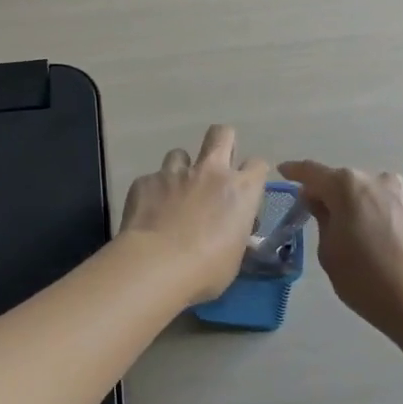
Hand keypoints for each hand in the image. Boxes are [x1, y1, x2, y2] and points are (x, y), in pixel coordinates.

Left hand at [119, 125, 269, 304]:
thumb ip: (235, 234)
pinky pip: (151, 180)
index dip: (252, 174)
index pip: (258, 164)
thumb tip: (231, 231)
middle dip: (221, 142)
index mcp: (240, 190)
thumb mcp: (234, 256)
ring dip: (181, 169)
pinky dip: (153, 193)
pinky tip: (148, 214)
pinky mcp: (145, 181)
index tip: (245, 189)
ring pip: (180, 153)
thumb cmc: (206, 269)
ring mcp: (174, 173)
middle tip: (215, 167)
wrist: (156, 265)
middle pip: (222, 134)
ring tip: (175, 194)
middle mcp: (210, 172)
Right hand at [275, 160, 402, 339]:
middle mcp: (373, 179)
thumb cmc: (364, 277)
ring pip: (361, 191)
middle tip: (309, 211)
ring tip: (338, 226)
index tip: (282, 171)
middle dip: (323, 191)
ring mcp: (397, 192)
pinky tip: (362, 231)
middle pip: (339, 180)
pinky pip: (378, 202)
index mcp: (346, 185)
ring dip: (347, 201)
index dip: (294, 171)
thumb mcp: (328, 250)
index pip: (312, 172)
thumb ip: (321, 218)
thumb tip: (320, 202)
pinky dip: (365, 210)